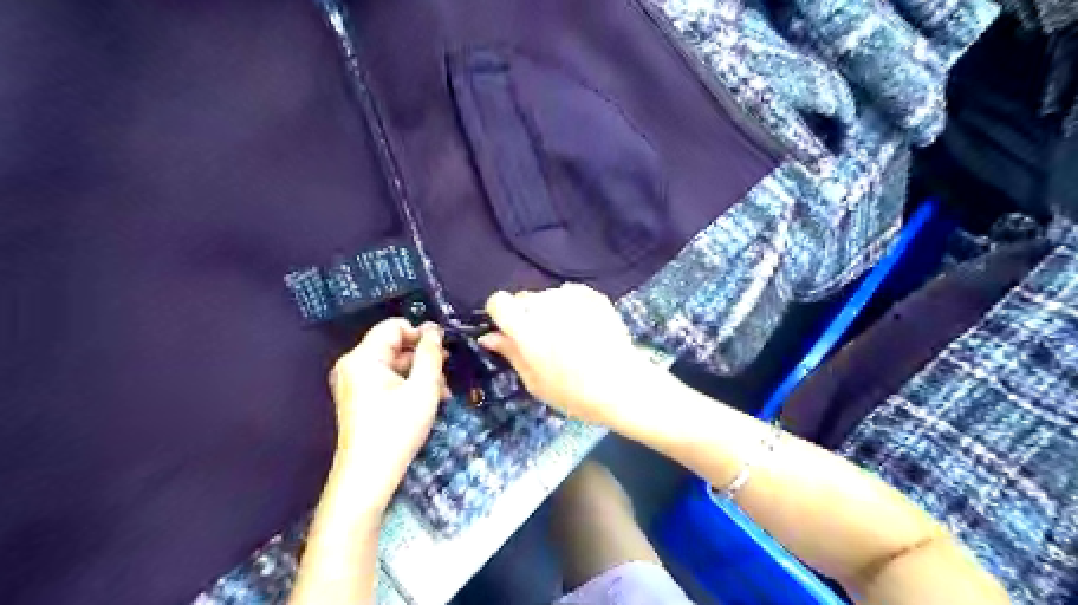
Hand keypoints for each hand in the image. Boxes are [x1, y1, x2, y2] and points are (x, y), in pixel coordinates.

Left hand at [329, 319, 445, 507]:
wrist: (369, 476)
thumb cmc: (397, 429)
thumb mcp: (423, 388)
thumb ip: (430, 354)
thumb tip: (434, 330)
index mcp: (363, 357)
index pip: (394, 326)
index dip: (421, 333)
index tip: (443, 350)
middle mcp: (353, 365)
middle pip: (395, 346)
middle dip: (424, 358)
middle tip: (446, 375)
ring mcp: (354, 383)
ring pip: (395, 364)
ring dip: (421, 374)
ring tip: (442, 393)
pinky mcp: (359, 399)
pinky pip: (388, 380)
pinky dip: (408, 385)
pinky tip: (428, 401)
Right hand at [478, 285, 655, 429]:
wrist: (623, 386)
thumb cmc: (574, 393)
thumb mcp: (534, 381)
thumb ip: (509, 353)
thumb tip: (487, 336)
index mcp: (525, 327)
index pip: (498, 301)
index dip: (500, 315)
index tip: (509, 331)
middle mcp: (545, 305)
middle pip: (523, 299)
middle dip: (526, 316)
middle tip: (543, 342)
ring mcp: (571, 297)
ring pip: (547, 297)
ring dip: (550, 311)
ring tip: (568, 337)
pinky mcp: (592, 295)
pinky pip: (570, 294)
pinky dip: (571, 306)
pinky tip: (584, 327)